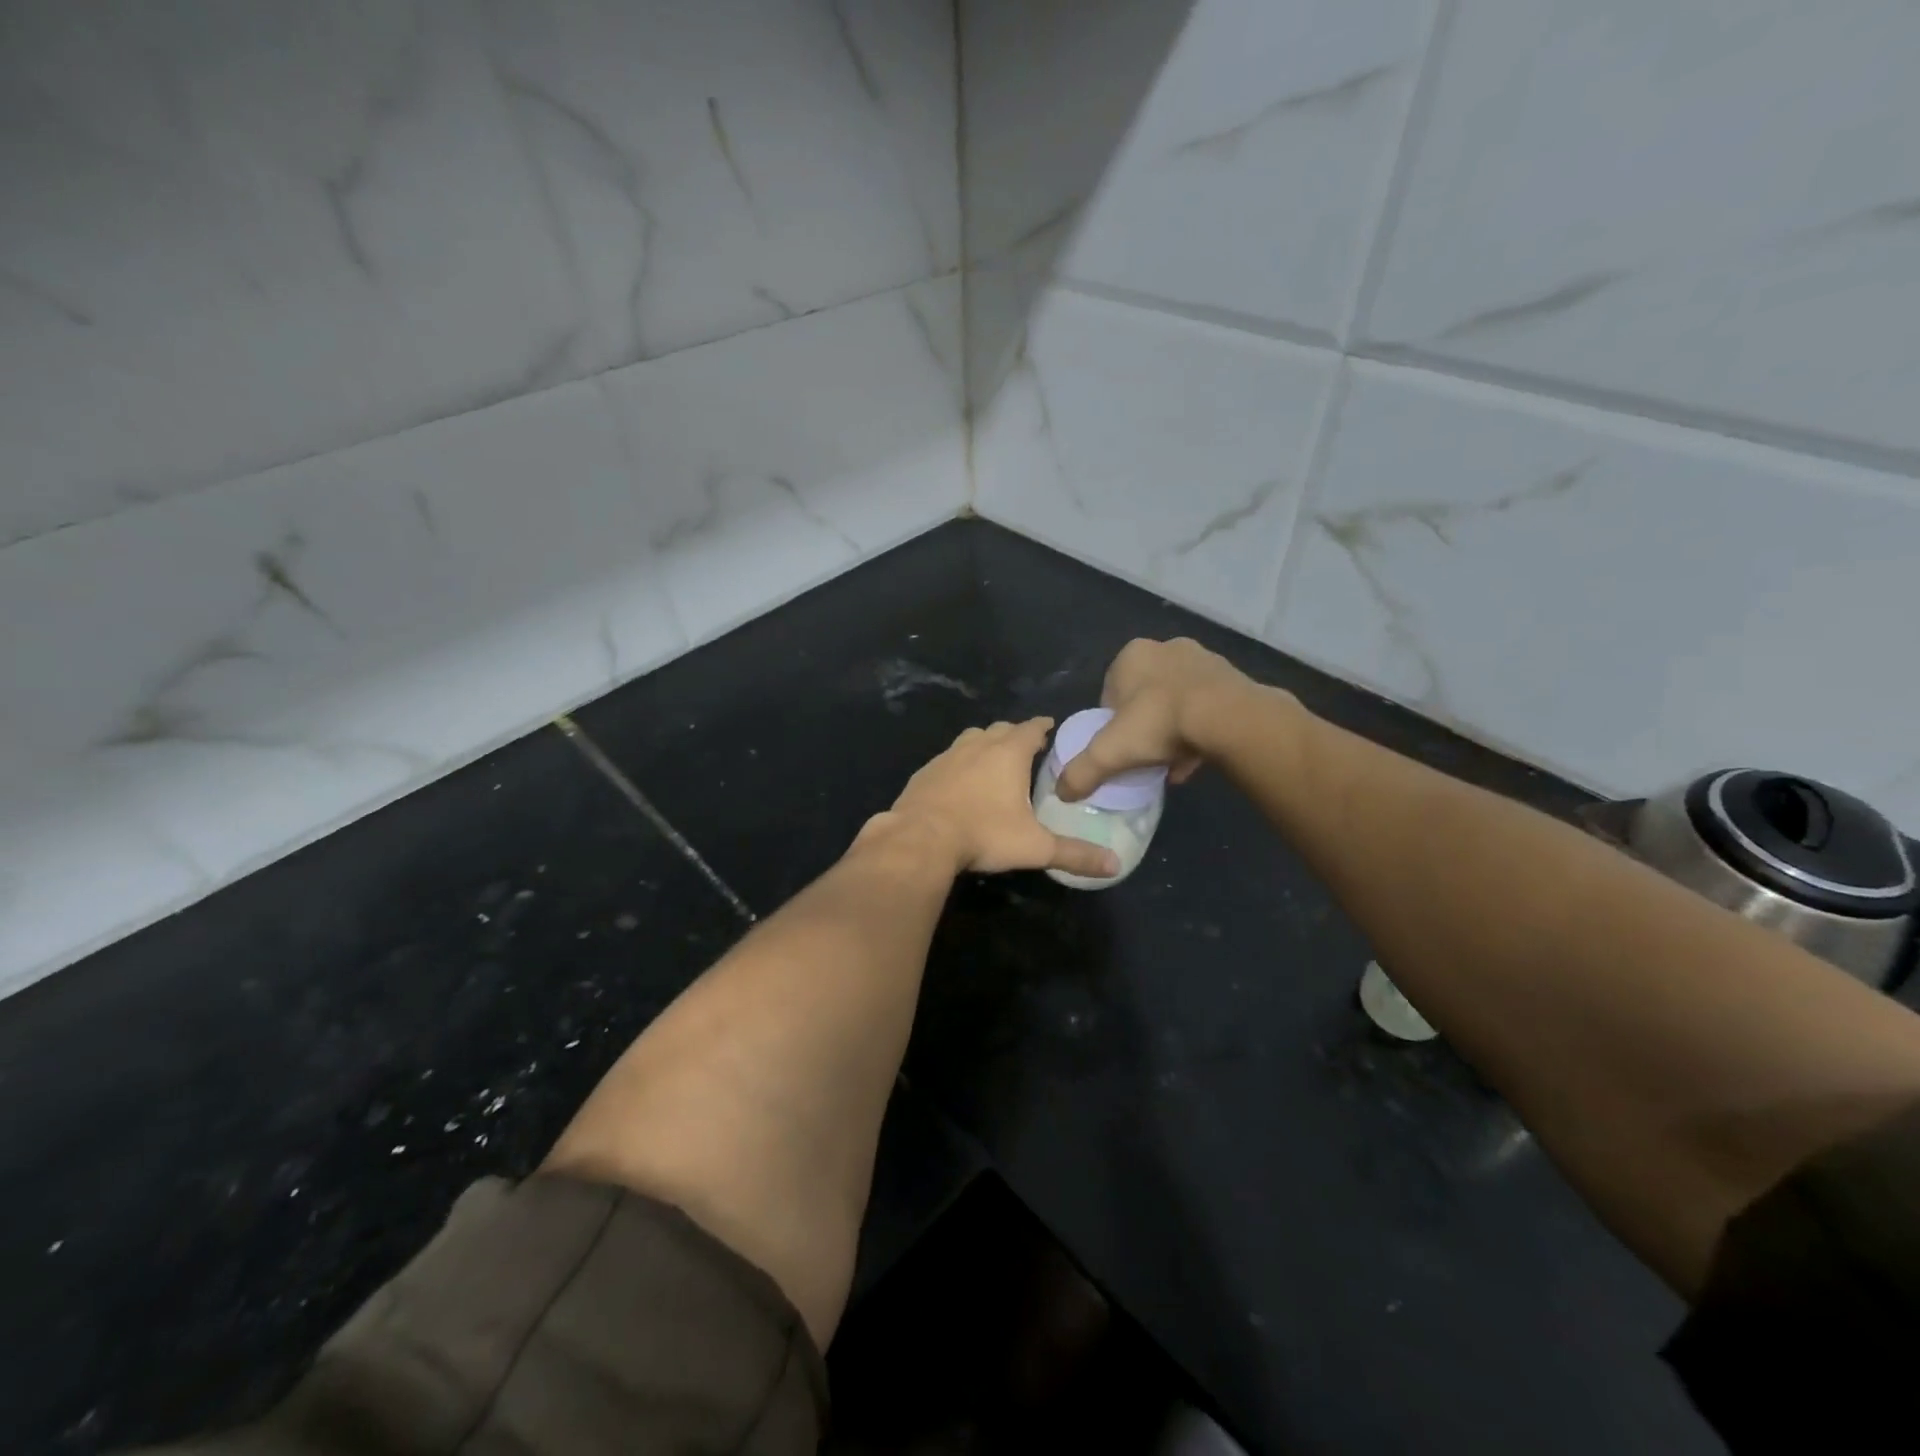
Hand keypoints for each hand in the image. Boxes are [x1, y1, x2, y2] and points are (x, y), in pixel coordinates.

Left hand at [878, 718, 1120, 879]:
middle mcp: (977, 745)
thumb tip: (1115, 865)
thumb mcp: (1035, 847)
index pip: (1031, 728)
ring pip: (971, 740)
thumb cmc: (984, 834)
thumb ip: (1075, 854)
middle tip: (1026, 748)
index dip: (1043, 726)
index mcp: (1008, 753)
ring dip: (985, 745)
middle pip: (1000, 730)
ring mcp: (947, 756)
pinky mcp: (924, 772)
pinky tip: (959, 784)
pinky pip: (947, 760)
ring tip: (993, 762)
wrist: (920, 838)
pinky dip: (959, 765)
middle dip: (1015, 735)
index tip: (1050, 727)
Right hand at [1055, 638, 1274, 801]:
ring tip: (1172, 764)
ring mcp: (1203, 660)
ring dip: (1173, 730)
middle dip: (1144, 726)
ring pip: (1177, 701)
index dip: (1111, 724)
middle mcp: (1166, 649)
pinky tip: (1198, 758)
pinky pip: (1207, 706)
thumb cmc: (1158, 723)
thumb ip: (1081, 772)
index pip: (1110, 693)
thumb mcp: (1109, 753)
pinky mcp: (1232, 677)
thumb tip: (1061, 793)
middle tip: (1146, 755)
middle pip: (1145, 696)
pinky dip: (1200, 729)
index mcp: (1131, 655)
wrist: (1227, 717)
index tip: (1119, 748)